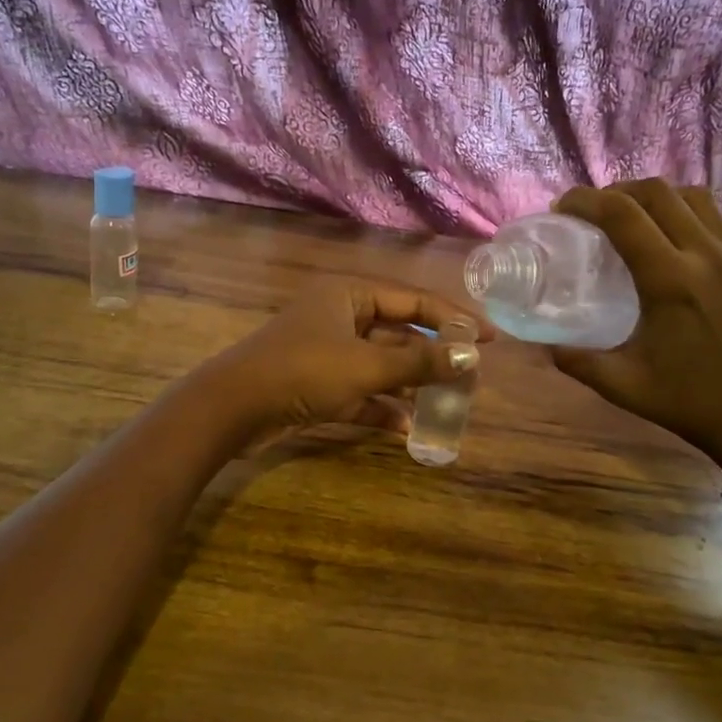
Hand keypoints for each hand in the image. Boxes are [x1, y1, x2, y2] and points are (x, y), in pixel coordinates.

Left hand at [200, 277, 488, 441]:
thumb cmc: (303, 372)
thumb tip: (471, 357)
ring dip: (409, 384)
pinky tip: (406, 428)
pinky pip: (359, 392)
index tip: (490, 338)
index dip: (454, 317)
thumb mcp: (366, 366)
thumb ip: (420, 363)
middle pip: (398, 333)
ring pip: (380, 365)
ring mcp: (327, 351)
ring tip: (447, 403)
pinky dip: (380, 407)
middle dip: (432, 357)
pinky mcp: (316, 385)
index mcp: (349, 294)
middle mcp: (339, 316)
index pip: (413, 299)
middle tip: (469, 377)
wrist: (232, 409)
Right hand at [549, 181, 721, 471]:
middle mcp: (705, 255)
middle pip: (659, 193)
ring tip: (639, 217)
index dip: (586, 201)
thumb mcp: (622, 384)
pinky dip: (709, 217)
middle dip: (619, 192)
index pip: (621, 216)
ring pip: (698, 198)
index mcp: (668, 280)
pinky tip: (693, 235)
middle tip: (596, 211)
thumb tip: (545, 346)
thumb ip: (578, 361)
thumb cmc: (688, 402)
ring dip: (662, 198)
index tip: (563, 208)